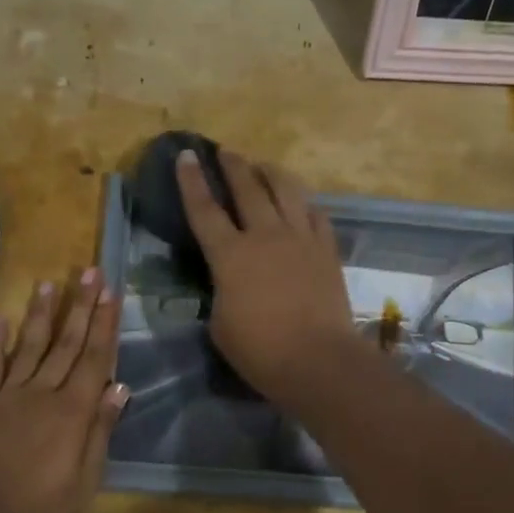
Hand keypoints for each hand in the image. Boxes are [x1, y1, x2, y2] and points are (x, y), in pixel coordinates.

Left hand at [0, 271, 127, 512]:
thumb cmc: (40, 504)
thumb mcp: (86, 478)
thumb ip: (100, 430)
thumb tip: (119, 387)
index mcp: (73, 411)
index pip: (95, 358)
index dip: (105, 325)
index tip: (111, 294)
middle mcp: (43, 392)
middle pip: (66, 343)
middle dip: (81, 306)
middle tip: (90, 272)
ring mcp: (10, 394)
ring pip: (30, 345)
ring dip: (42, 314)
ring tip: (50, 284)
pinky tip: (0, 319)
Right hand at [176, 148, 359, 404]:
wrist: (318, 360)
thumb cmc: (260, 352)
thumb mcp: (221, 325)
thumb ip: (221, 293)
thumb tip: (229, 282)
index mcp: (230, 255)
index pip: (204, 209)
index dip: (191, 181)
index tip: (186, 155)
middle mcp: (265, 235)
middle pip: (248, 188)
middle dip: (233, 166)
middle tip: (225, 152)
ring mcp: (300, 239)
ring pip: (286, 191)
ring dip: (271, 173)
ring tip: (263, 165)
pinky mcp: (327, 250)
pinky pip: (316, 214)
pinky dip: (304, 203)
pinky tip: (301, 202)